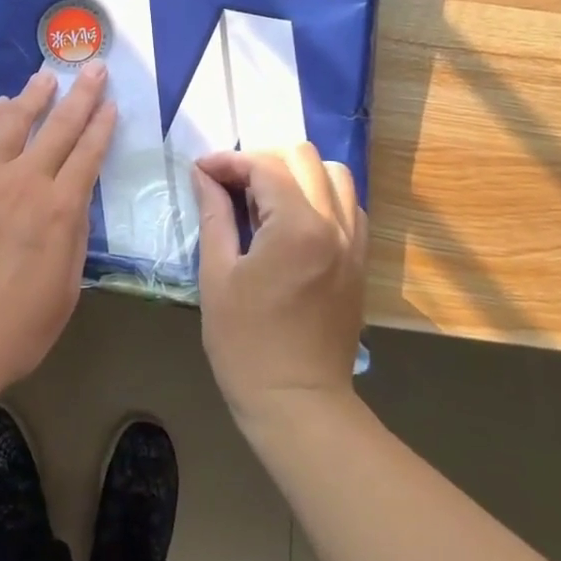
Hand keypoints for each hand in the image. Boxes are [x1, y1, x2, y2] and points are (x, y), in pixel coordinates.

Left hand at [0, 64, 116, 395]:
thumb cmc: (12, 329)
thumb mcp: (64, 291)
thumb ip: (72, 240)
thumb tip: (73, 204)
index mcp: (59, 209)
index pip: (88, 155)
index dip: (102, 126)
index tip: (111, 104)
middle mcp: (24, 181)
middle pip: (58, 127)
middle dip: (80, 95)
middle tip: (93, 68)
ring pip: (12, 122)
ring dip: (32, 96)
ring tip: (45, 78)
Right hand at [192, 145, 367, 420]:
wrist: (297, 403)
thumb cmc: (245, 343)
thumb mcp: (217, 275)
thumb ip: (214, 215)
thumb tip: (203, 175)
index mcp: (297, 227)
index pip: (264, 166)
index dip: (228, 161)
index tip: (201, 171)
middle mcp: (334, 225)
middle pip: (304, 158)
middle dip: (262, 161)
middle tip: (231, 185)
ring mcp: (354, 243)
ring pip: (335, 175)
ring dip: (297, 174)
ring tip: (265, 198)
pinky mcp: (360, 262)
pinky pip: (349, 207)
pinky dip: (321, 198)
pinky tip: (293, 221)